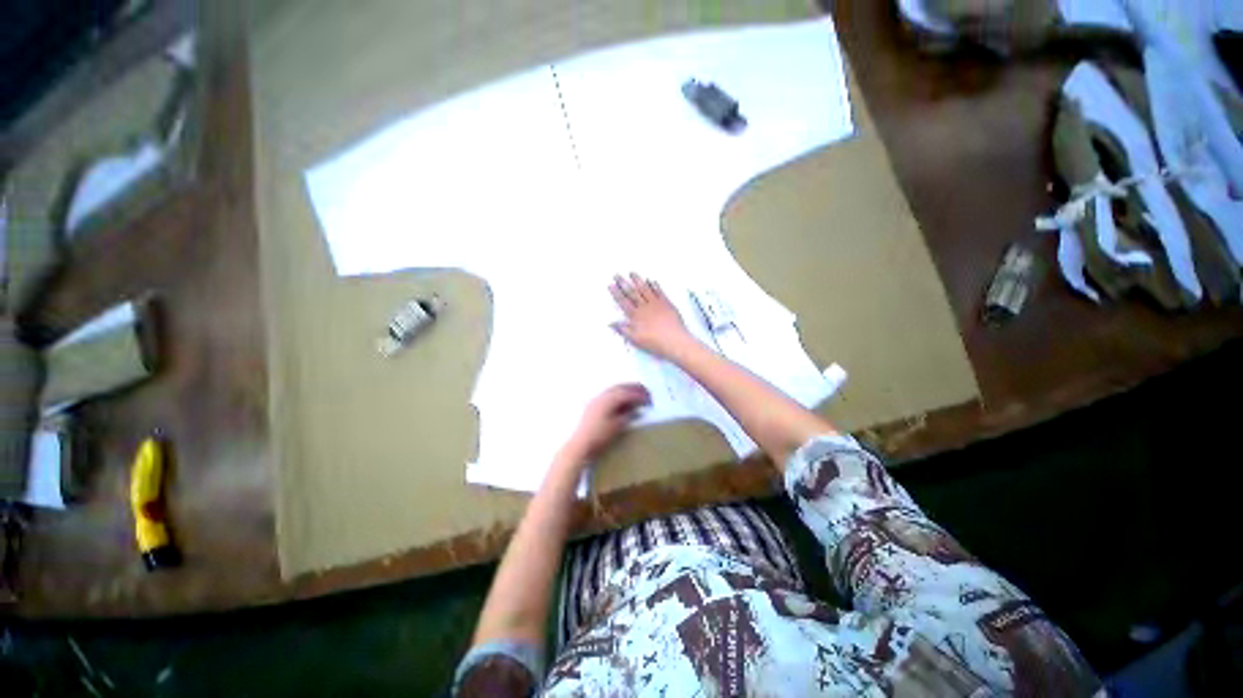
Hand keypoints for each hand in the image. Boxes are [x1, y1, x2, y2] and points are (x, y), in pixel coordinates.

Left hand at [564, 383, 650, 462]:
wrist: (580, 444)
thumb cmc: (599, 436)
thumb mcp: (616, 427)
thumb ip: (627, 416)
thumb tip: (637, 410)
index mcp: (608, 400)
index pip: (627, 393)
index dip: (639, 395)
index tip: (649, 399)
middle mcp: (602, 396)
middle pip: (620, 387)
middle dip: (634, 388)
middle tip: (646, 392)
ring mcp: (596, 399)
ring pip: (614, 389)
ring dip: (626, 390)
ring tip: (637, 395)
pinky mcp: (593, 405)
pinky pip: (608, 394)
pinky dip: (618, 394)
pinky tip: (623, 401)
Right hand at [610, 273, 693, 358]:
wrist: (674, 341)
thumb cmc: (654, 342)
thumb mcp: (635, 339)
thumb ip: (623, 329)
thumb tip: (611, 322)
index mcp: (636, 316)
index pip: (623, 302)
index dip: (616, 293)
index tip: (611, 285)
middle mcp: (645, 307)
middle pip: (632, 293)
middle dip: (623, 283)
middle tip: (617, 275)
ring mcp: (656, 304)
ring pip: (645, 289)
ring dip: (638, 280)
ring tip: (632, 273)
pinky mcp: (667, 304)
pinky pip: (659, 292)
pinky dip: (654, 285)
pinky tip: (651, 280)